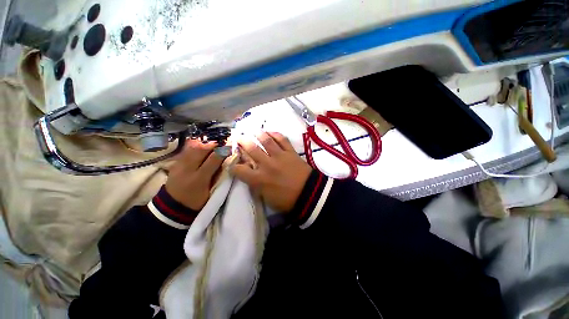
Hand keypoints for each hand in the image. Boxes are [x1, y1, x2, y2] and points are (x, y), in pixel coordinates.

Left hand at [165, 139, 223, 210]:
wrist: (172, 206)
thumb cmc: (196, 200)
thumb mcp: (210, 191)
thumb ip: (217, 175)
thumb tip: (226, 161)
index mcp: (199, 178)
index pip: (213, 159)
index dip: (223, 152)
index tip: (230, 148)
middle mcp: (188, 168)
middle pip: (201, 149)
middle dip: (213, 145)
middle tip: (221, 145)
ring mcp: (179, 164)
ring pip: (192, 147)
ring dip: (204, 144)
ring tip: (211, 147)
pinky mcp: (174, 163)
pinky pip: (186, 150)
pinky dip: (195, 147)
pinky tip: (201, 149)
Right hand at [231, 132, 312, 212]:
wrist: (308, 194)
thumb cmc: (287, 200)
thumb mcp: (267, 198)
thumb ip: (256, 186)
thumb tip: (251, 177)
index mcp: (259, 179)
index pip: (239, 169)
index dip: (233, 165)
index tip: (233, 162)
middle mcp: (267, 164)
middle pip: (251, 148)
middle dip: (242, 141)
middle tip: (239, 137)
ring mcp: (279, 156)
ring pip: (266, 141)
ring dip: (258, 134)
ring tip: (254, 130)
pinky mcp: (290, 152)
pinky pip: (282, 140)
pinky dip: (276, 134)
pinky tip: (271, 132)